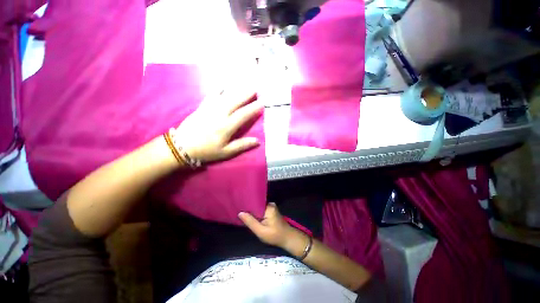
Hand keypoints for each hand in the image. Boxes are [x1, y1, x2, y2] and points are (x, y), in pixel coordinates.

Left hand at [175, 86, 262, 162]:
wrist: (182, 146)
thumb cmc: (206, 151)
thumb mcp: (226, 152)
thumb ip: (242, 145)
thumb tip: (257, 141)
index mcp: (226, 127)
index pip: (243, 115)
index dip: (253, 108)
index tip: (262, 102)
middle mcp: (219, 115)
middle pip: (235, 101)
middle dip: (246, 94)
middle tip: (256, 88)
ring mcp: (209, 109)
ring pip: (225, 96)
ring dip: (236, 89)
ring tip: (244, 84)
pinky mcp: (202, 107)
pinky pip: (212, 95)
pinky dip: (219, 89)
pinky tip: (223, 85)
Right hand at [238, 203, 298, 248]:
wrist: (287, 238)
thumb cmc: (275, 235)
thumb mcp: (261, 231)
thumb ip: (250, 222)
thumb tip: (240, 213)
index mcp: (268, 207)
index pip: (255, 202)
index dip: (246, 205)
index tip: (238, 206)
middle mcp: (270, 204)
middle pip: (256, 204)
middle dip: (248, 208)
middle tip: (238, 210)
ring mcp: (271, 207)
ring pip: (258, 208)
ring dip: (251, 211)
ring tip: (241, 212)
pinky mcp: (270, 211)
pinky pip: (260, 210)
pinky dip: (256, 214)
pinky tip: (249, 216)